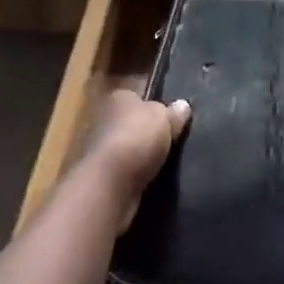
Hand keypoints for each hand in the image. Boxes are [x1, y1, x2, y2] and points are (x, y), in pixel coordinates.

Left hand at [82, 89, 191, 229]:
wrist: (109, 186)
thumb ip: (173, 112)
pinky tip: (153, 182)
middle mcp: (104, 120)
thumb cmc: (136, 138)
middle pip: (131, 124)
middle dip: (146, 133)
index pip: (137, 97)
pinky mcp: (101, 180)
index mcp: (118, 98)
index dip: (153, 105)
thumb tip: (183, 106)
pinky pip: (125, 174)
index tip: (170, 116)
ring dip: (141, 158)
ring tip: (167, 164)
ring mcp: (100, 152)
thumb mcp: (164, 117)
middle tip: (172, 141)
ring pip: (128, 150)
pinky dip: (135, 178)